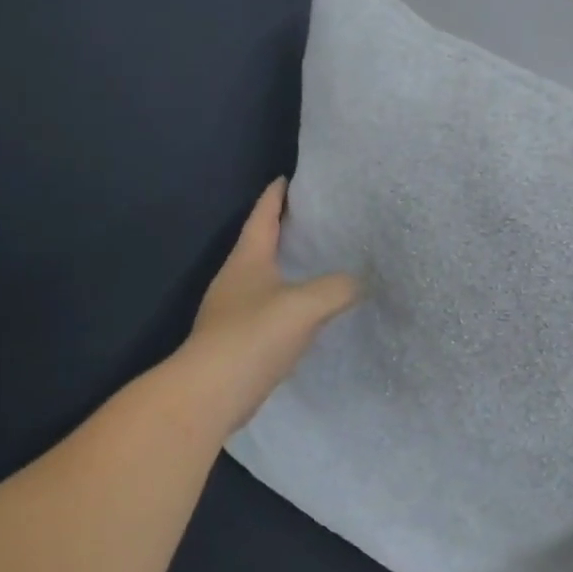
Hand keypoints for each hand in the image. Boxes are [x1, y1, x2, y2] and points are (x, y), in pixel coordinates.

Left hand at [178, 177, 359, 432]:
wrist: (211, 393)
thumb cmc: (253, 336)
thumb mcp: (305, 305)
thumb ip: (338, 288)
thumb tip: (361, 280)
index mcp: (247, 260)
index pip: (262, 217)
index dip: (274, 197)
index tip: (287, 179)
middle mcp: (235, 280)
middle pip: (260, 245)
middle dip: (282, 231)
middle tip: (313, 221)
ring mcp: (232, 312)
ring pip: (264, 279)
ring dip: (285, 269)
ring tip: (315, 265)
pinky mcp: (237, 341)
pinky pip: (267, 310)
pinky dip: (286, 303)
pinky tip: (305, 314)